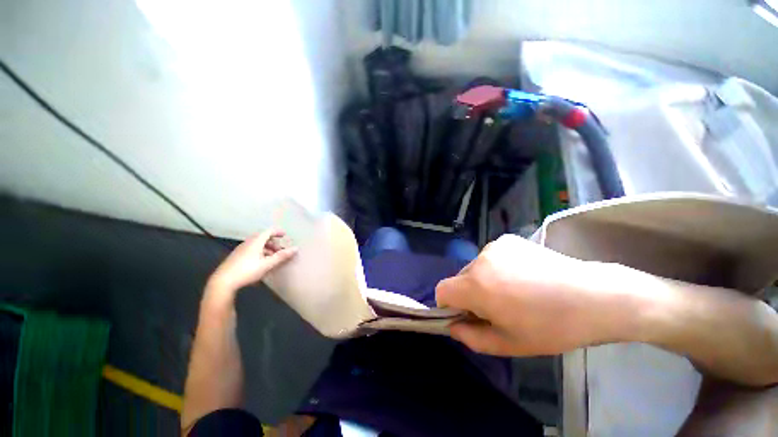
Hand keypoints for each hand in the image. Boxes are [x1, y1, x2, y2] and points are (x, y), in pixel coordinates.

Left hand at [205, 229, 297, 302]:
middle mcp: (248, 243)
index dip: (278, 232)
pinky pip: (252, 249)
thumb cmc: (247, 271)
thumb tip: (296, 248)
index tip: (285, 235)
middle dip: (273, 242)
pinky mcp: (237, 257)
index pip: (268, 231)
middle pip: (263, 238)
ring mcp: (241, 249)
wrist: (223, 282)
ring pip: (257, 244)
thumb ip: (281, 256)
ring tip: (273, 257)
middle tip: (280, 249)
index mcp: (255, 242)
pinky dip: (261, 252)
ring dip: (267, 248)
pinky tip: (262, 262)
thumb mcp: (267, 264)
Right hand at [436, 234, 629, 355]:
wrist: (595, 296)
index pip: (442, 290)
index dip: (449, 306)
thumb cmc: (551, 327)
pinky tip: (523, 276)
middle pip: (459, 279)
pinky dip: (496, 268)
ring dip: (483, 281)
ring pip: (475, 268)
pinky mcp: (508, 239)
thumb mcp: (508, 344)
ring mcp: (494, 246)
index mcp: (476, 285)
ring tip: (514, 292)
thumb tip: (453, 326)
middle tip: (498, 308)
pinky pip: (490, 257)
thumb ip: (471, 338)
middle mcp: (480, 260)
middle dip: (469, 295)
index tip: (468, 316)